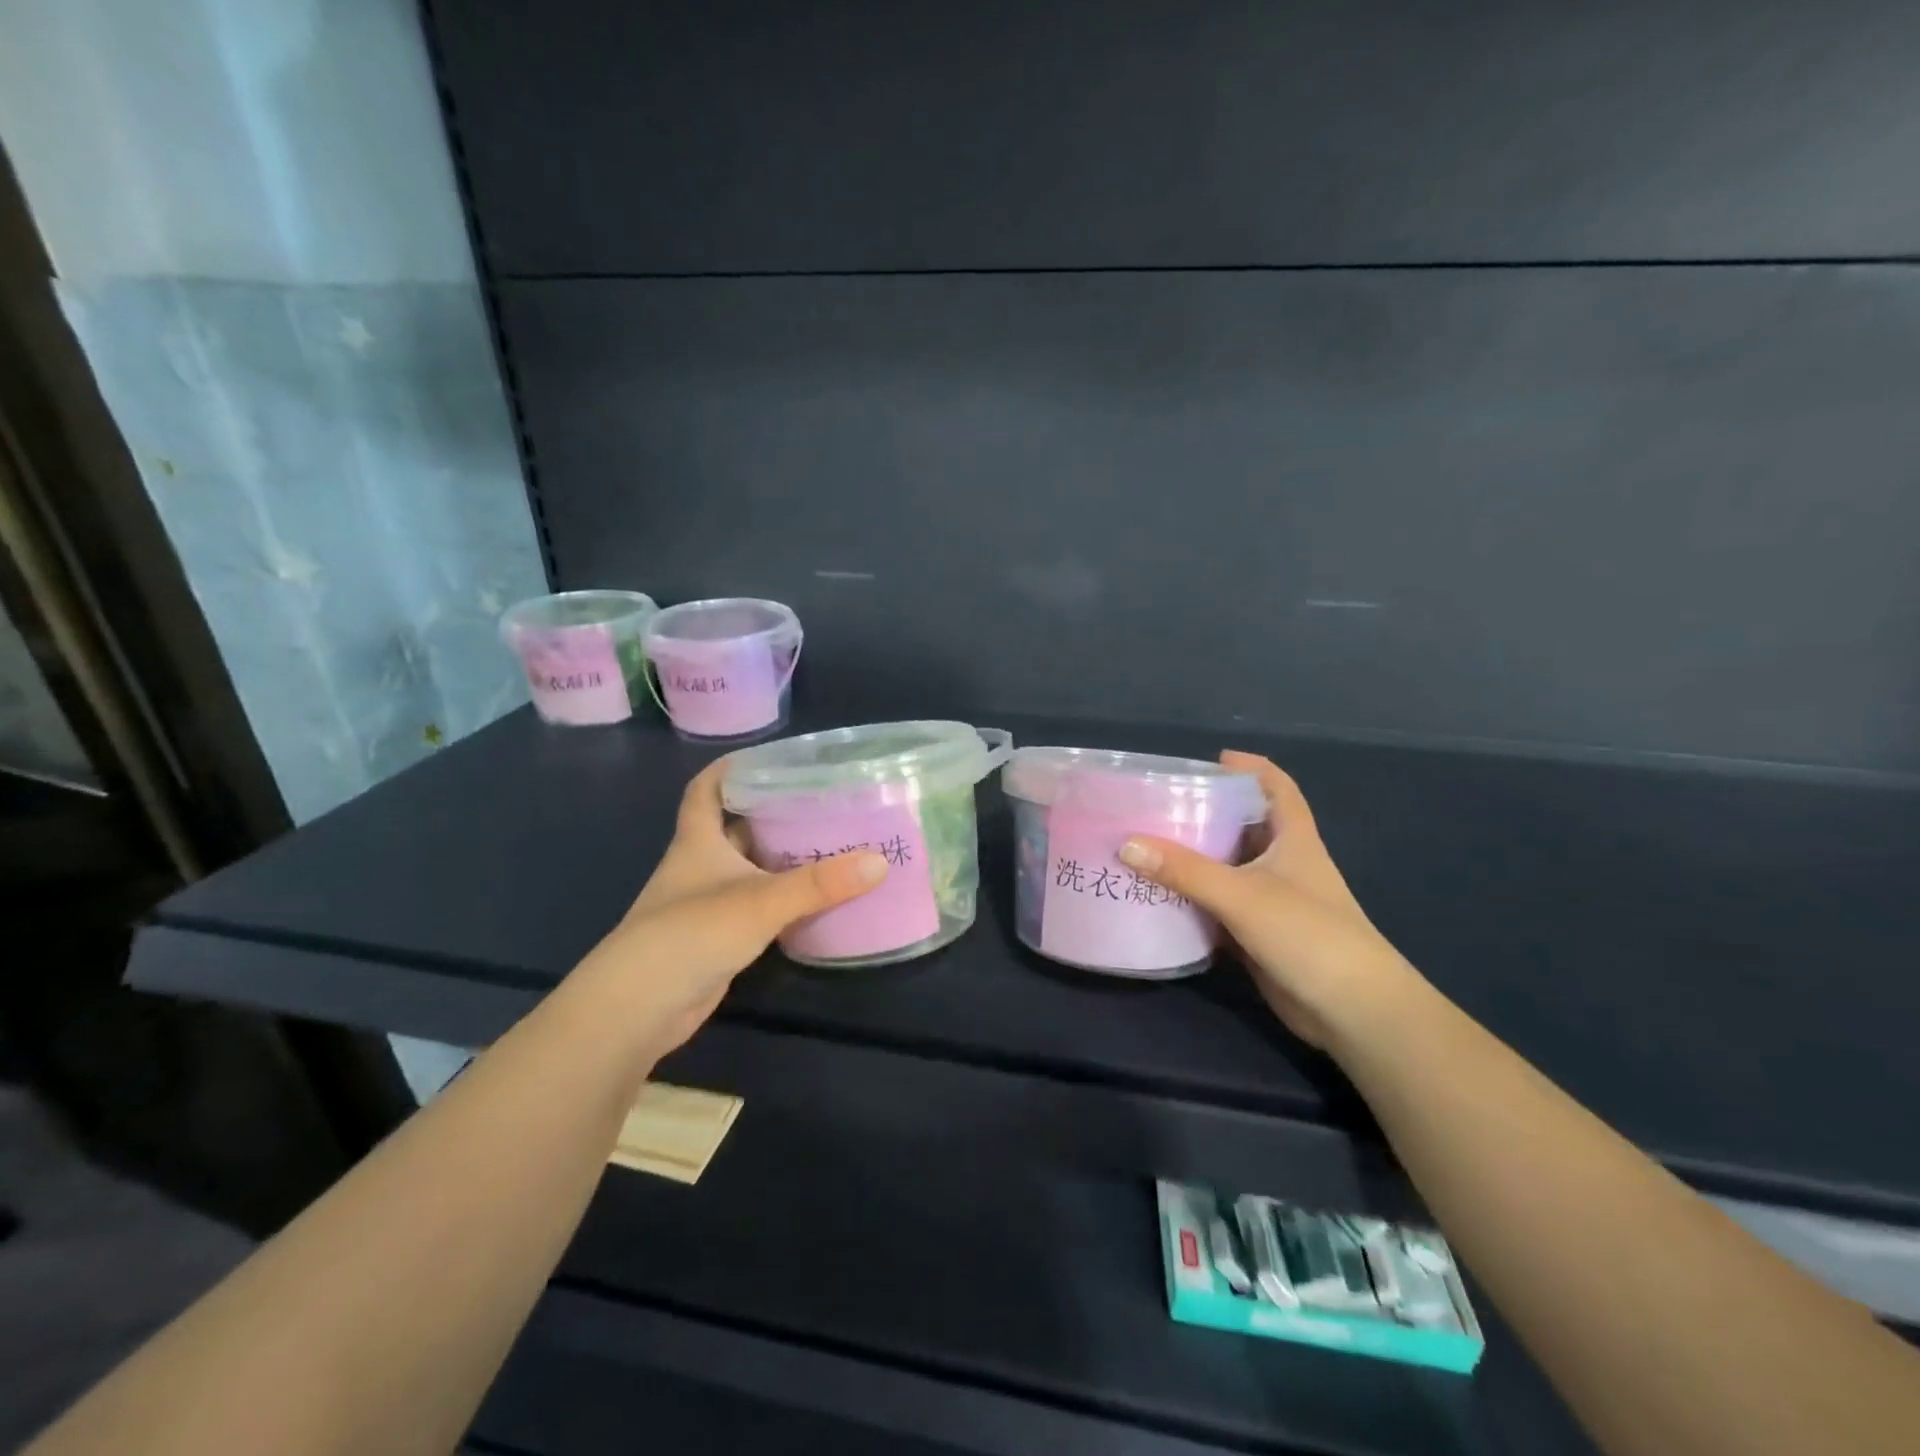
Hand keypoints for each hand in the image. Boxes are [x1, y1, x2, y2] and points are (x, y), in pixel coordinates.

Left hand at [568, 760, 886, 1059]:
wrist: (638, 1009)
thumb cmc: (691, 933)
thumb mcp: (761, 901)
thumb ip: (819, 883)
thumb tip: (879, 861)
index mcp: (698, 841)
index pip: (705, 790)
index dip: (729, 769)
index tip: (769, 758)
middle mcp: (699, 866)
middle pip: (734, 827)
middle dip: (771, 812)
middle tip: (820, 802)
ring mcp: (705, 904)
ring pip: (747, 868)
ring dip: (779, 858)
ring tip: (828, 843)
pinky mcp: (716, 938)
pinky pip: (754, 906)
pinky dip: (779, 898)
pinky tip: (812, 899)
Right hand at [1118, 751, 1423, 1049]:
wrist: (1352, 1012)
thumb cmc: (1308, 935)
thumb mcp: (1242, 894)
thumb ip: (1184, 870)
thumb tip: (1125, 844)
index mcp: (1293, 839)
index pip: (1277, 788)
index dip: (1251, 768)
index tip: (1211, 760)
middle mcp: (1283, 864)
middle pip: (1243, 825)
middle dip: (1205, 812)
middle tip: (1158, 805)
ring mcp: (1271, 901)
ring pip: (1226, 868)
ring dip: (1193, 859)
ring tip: (1145, 845)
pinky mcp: (1258, 935)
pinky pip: (1217, 907)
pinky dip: (1192, 900)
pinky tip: (1157, 897)